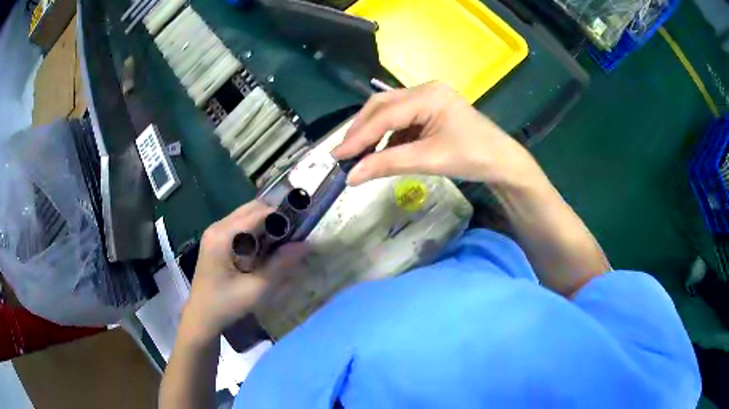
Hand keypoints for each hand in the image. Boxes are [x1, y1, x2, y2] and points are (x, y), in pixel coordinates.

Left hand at [180, 202, 306, 344]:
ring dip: (265, 223)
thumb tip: (305, 245)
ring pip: (246, 215)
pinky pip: (240, 225)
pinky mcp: (215, 239)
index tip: (301, 227)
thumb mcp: (256, 289)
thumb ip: (279, 265)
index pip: (257, 213)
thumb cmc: (226, 305)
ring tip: (281, 242)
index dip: (281, 216)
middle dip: (274, 218)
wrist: (201, 317)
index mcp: (223, 236)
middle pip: (251, 209)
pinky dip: (256, 230)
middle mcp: (217, 227)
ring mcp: (214, 232)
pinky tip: (264, 248)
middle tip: (292, 236)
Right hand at [331, 82, 537, 185]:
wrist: (503, 162)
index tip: (337, 155)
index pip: (384, 114)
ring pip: (389, 111)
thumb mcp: (429, 160)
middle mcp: (424, 90)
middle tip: (344, 153)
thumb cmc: (473, 157)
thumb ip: (388, 164)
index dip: (358, 136)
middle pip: (382, 106)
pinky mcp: (430, 111)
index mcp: (427, 95)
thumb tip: (351, 177)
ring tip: (358, 155)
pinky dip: (388, 136)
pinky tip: (381, 151)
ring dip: (373, 132)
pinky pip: (401, 120)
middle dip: (361, 129)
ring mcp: (428, 99)